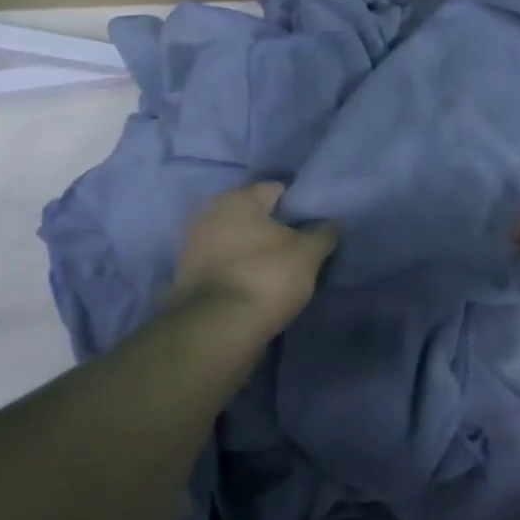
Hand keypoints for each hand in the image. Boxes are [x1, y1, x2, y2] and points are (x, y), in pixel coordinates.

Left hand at [169, 182, 337, 335]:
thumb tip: (332, 222)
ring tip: (281, 270)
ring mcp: (193, 246)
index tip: (316, 224)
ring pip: (236, 241)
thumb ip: (324, 233)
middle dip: (275, 228)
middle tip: (301, 247)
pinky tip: (258, 286)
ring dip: (255, 251)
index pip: (276, 189)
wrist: (218, 329)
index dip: (299, 205)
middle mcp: (209, 213)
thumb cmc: (267, 276)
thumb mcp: (309, 253)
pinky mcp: (187, 277)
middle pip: (253, 216)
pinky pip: (224, 265)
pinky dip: (240, 271)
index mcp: (237, 198)